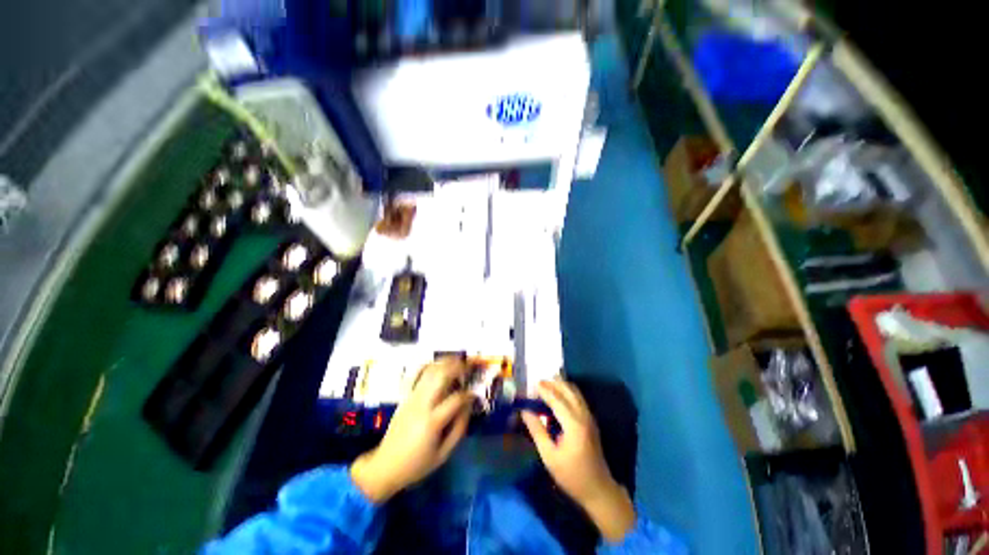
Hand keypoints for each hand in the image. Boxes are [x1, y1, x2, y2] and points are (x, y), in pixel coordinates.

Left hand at [350, 358, 473, 503]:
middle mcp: (421, 404)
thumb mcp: (443, 454)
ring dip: (446, 362)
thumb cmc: (417, 464)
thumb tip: (469, 407)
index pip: (456, 398)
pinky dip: (431, 366)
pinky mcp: (406, 396)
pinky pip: (419, 375)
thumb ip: (459, 429)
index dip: (469, 394)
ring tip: (458, 361)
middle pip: (441, 375)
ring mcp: (412, 398)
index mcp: (432, 421)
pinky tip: (440, 365)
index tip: (475, 395)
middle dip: (458, 367)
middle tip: (470, 365)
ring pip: (430, 371)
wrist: (385, 466)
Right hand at [522, 380, 635, 542]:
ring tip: (546, 384)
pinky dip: (567, 391)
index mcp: (574, 425)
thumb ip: (537, 431)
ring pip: (575, 392)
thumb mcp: (549, 456)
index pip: (557, 400)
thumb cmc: (571, 475)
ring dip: (561, 385)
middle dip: (553, 383)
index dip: (544, 390)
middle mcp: (583, 416)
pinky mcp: (590, 420)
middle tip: (538, 381)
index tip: (532, 383)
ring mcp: (589, 416)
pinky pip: (578, 398)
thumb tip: (524, 412)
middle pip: (568, 390)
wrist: (598, 489)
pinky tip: (558, 394)